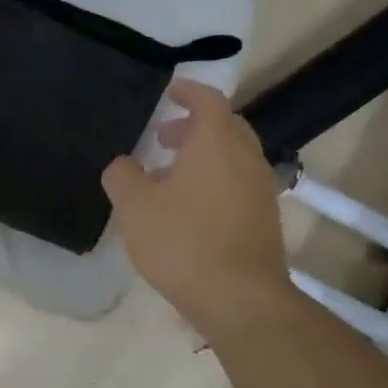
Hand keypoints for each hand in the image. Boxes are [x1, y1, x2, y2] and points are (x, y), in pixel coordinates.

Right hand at [102, 81, 289, 326]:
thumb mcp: (134, 206)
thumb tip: (123, 164)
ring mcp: (260, 189)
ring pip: (234, 156)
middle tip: (165, 135)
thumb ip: (122, 176)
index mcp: (216, 143)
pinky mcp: (264, 218)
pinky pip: (239, 182)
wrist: (239, 297)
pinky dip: (216, 179)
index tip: (170, 91)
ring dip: (206, 154)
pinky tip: (191, 207)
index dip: (188, 91)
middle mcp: (245, 158)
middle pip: (226, 126)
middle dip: (196, 125)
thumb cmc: (183, 241)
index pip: (208, 100)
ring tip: (171, 173)